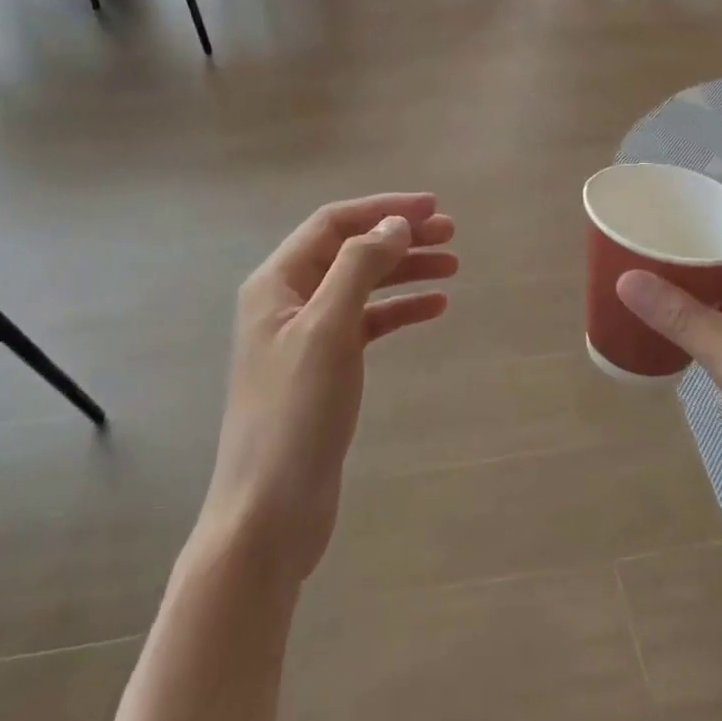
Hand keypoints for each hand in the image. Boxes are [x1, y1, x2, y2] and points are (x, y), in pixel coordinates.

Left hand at [200, 193, 457, 583]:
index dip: (382, 209)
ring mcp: (305, 336)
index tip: (432, 206)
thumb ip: (359, 267)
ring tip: (452, 266)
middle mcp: (287, 301)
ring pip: (362, 286)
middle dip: (399, 237)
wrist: (269, 514)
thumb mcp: (327, 329)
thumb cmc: (295, 413)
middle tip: (451, 234)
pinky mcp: (324, 369)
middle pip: (350, 251)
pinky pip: (366, 324)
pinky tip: (433, 308)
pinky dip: (398, 311)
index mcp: (276, 282)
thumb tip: (394, 224)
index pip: (334, 224)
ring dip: (404, 271)